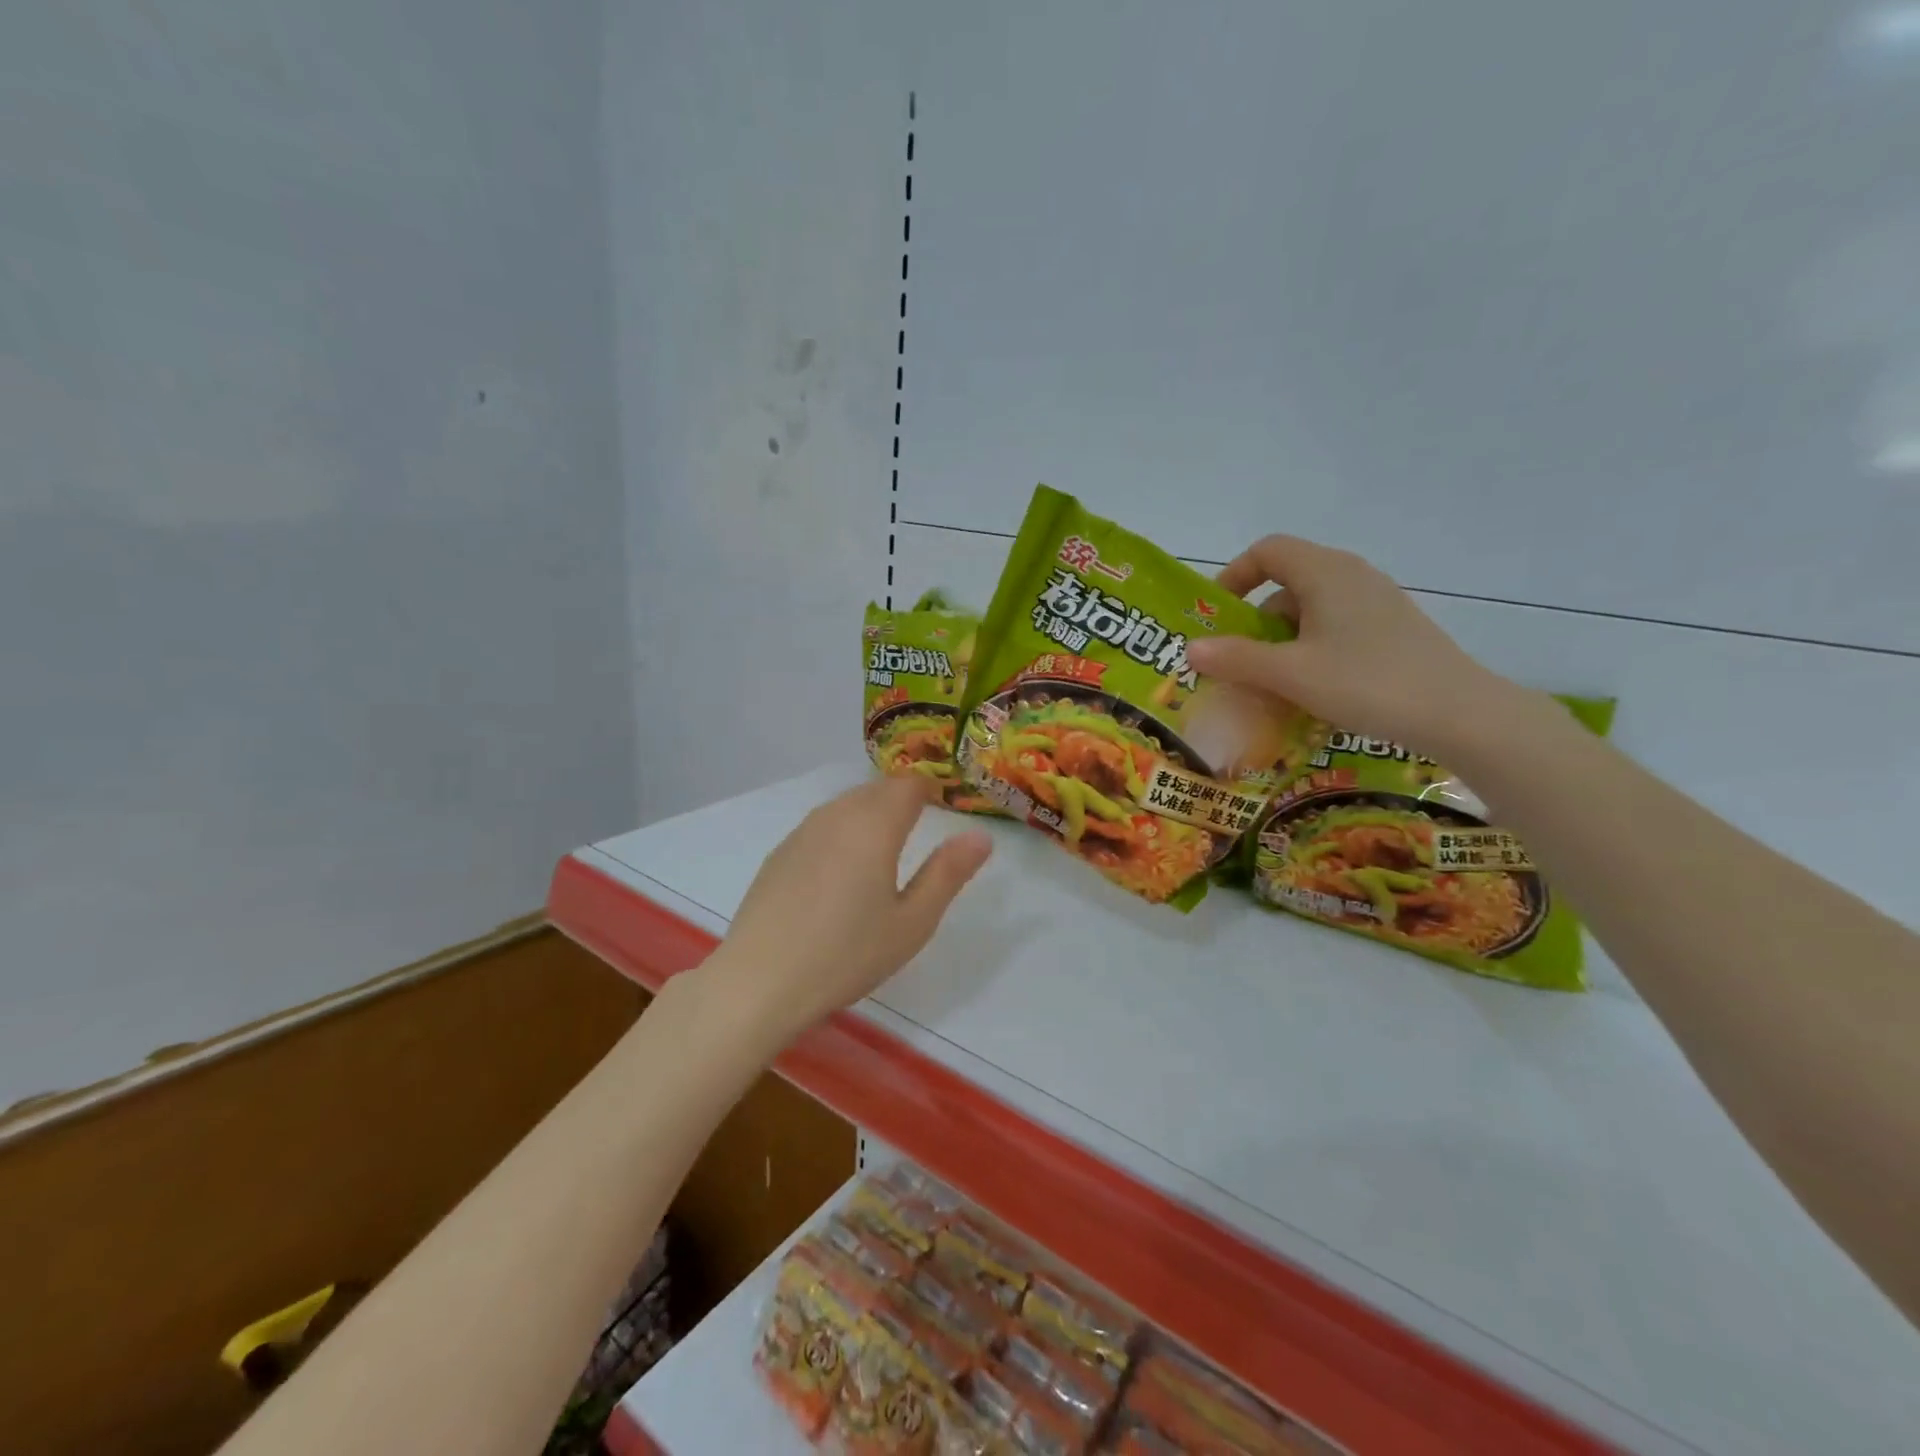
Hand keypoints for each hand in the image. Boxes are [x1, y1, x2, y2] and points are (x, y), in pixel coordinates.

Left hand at [703, 776, 992, 1040]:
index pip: (909, 784)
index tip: (945, 806)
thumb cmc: (846, 955)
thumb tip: (980, 835)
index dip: (931, 788)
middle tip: (922, 827)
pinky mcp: (779, 853)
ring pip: (847, 804)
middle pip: (877, 789)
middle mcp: (836, 815)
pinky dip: (842, 831)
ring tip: (885, 848)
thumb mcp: (912, 922)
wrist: (758, 982)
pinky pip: (822, 825)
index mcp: (874, 825)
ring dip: (871, 812)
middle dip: (902, 798)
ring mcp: (802, 832)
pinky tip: (842, 870)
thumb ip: (948, 873)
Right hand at [1184, 535, 1518, 754]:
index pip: (1268, 551)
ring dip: (1282, 641)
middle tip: (1238, 661)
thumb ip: (1236, 659)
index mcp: (1326, 573)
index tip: (1217, 615)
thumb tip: (1190, 648)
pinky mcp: (1393, 629)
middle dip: (1255, 621)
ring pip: (1311, 610)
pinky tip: (1312, 690)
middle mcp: (1352, 576)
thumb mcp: (1291, 674)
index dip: (1234, 576)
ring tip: (1272, 684)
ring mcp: (1377, 602)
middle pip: (1287, 583)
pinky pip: (1336, 628)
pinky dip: (1311, 650)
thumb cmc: (1367, 683)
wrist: (1460, 714)